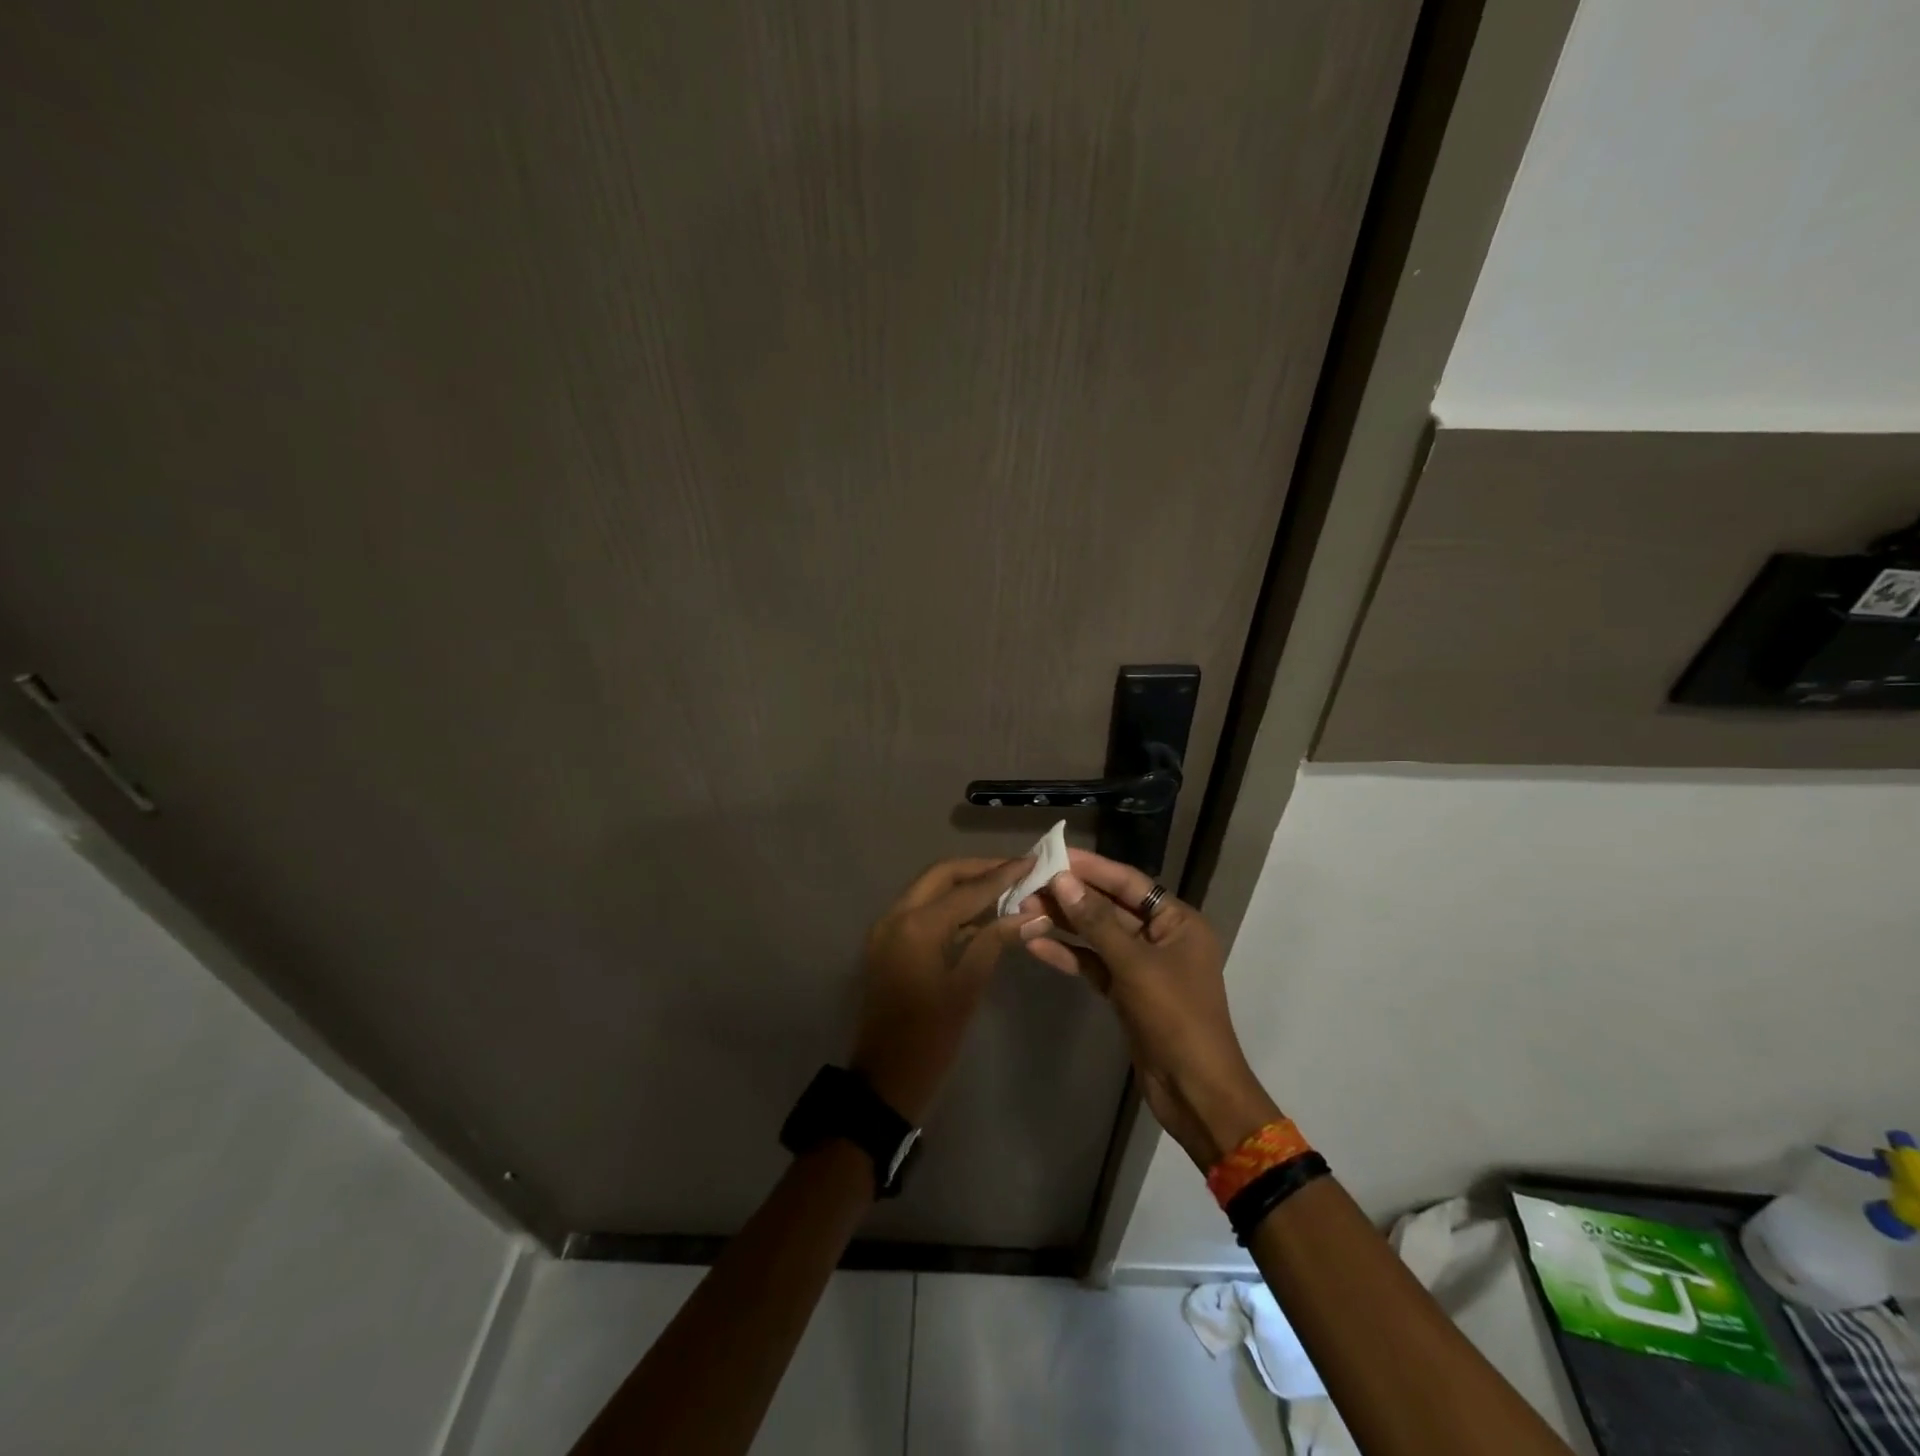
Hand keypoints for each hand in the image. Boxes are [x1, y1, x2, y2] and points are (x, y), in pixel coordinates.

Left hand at [851, 856, 1045, 1124]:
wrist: (885, 1080)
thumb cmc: (931, 1039)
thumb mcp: (968, 987)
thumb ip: (996, 941)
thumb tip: (1034, 914)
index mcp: (917, 926)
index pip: (967, 889)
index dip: (1003, 874)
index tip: (1033, 860)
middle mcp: (896, 915)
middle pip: (942, 875)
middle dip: (979, 870)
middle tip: (1017, 870)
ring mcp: (887, 928)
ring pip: (929, 889)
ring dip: (963, 885)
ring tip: (1005, 887)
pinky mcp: (887, 942)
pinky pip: (920, 910)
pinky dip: (949, 905)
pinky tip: (980, 914)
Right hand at [1022, 849, 1280, 1169]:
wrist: (1194, 1091)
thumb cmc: (1175, 1017)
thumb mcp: (1135, 965)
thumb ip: (1096, 921)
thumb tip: (1062, 880)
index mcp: (1178, 921)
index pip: (1128, 882)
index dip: (1090, 867)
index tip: (1053, 854)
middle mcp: (1161, 936)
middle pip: (1109, 906)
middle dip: (1070, 896)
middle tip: (1027, 884)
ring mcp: (1142, 965)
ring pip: (1097, 935)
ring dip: (1064, 924)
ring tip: (1022, 910)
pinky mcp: (1126, 992)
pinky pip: (1093, 964)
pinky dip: (1068, 955)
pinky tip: (1035, 945)